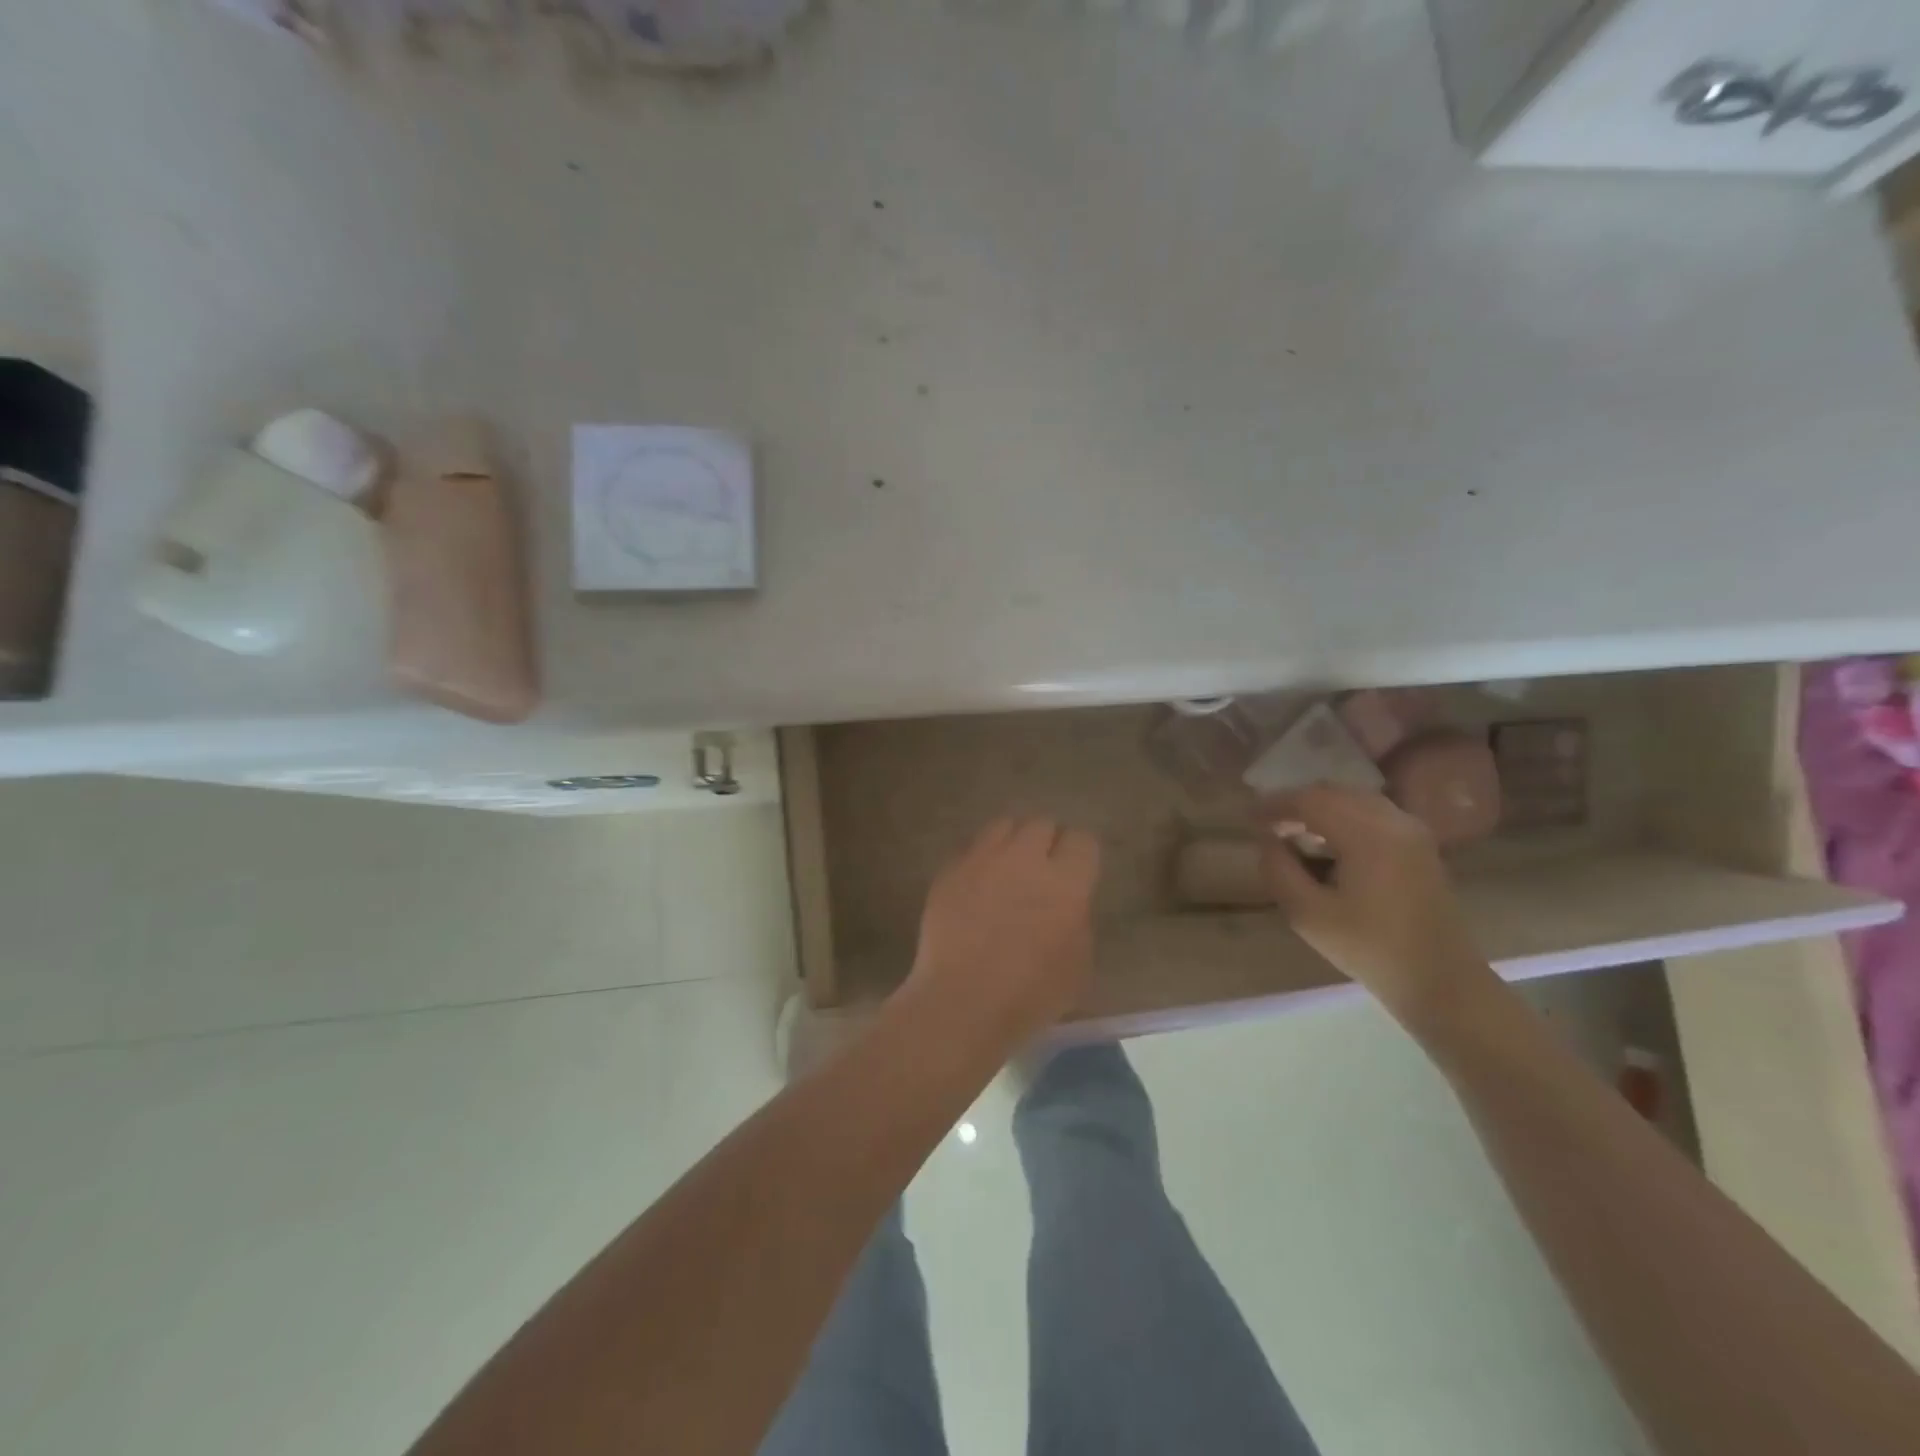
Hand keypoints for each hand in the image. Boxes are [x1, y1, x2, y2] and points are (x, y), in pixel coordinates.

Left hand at [909, 817, 1101, 1038]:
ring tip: (1007, 869)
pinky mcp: (950, 870)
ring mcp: (982, 859)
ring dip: (1011, 842)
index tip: (1076, 873)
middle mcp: (1025, 858)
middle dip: (1045, 843)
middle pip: (1041, 824)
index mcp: (1066, 882)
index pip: (1082, 840)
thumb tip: (1066, 902)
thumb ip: (1077, 919)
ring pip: (1003, 826)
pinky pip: (971, 849)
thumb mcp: (1077, 964)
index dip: (1080, 855)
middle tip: (1041, 871)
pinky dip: (979, 861)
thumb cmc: (1030, 994)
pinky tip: (977, 888)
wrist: (962, 1001)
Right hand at [1257, 785, 1494, 1027]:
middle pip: (1333, 792)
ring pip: (1354, 799)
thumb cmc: (1369, 949)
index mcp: (1368, 835)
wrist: (1440, 980)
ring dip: (1320, 809)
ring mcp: (1412, 830)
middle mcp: (1394, 821)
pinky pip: (1373, 813)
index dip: (1275, 804)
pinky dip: (1344, 817)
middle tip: (1268, 826)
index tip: (1249, 819)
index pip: (1311, 800)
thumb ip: (1278, 870)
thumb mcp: (1307, 914)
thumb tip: (1268, 840)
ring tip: (1295, 834)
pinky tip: (1329, 844)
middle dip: (1296, 803)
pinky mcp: (1420, 844)